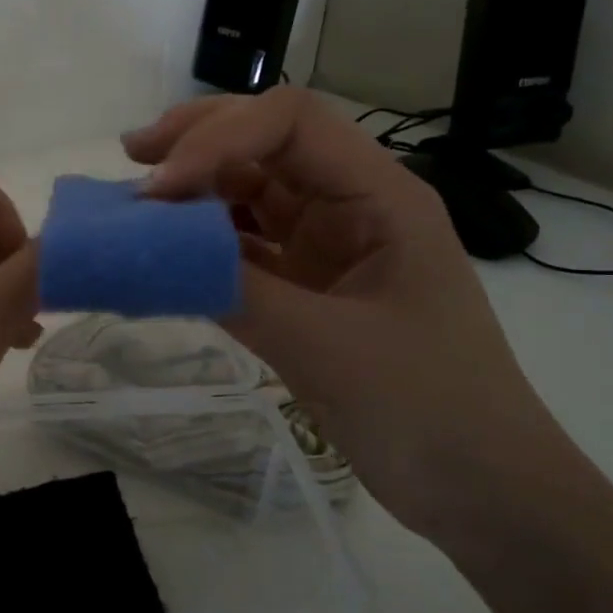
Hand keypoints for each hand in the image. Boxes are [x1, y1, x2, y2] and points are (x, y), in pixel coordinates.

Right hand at [123, 86, 571, 542]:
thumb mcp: (324, 346)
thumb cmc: (425, 408)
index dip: (218, 138)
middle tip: (133, 156)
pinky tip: (165, 249)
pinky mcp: (307, 285)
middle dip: (199, 138)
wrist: (479, 488)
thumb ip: (236, 289)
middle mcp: (351, 205)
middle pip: (268, 139)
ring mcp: (328, 245)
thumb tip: (151, 249)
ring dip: (195, 187)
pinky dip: (202, 241)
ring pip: (252, 189)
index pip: (291, 124)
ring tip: (136, 197)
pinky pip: (245, 245)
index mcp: (380, 197)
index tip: (161, 189)